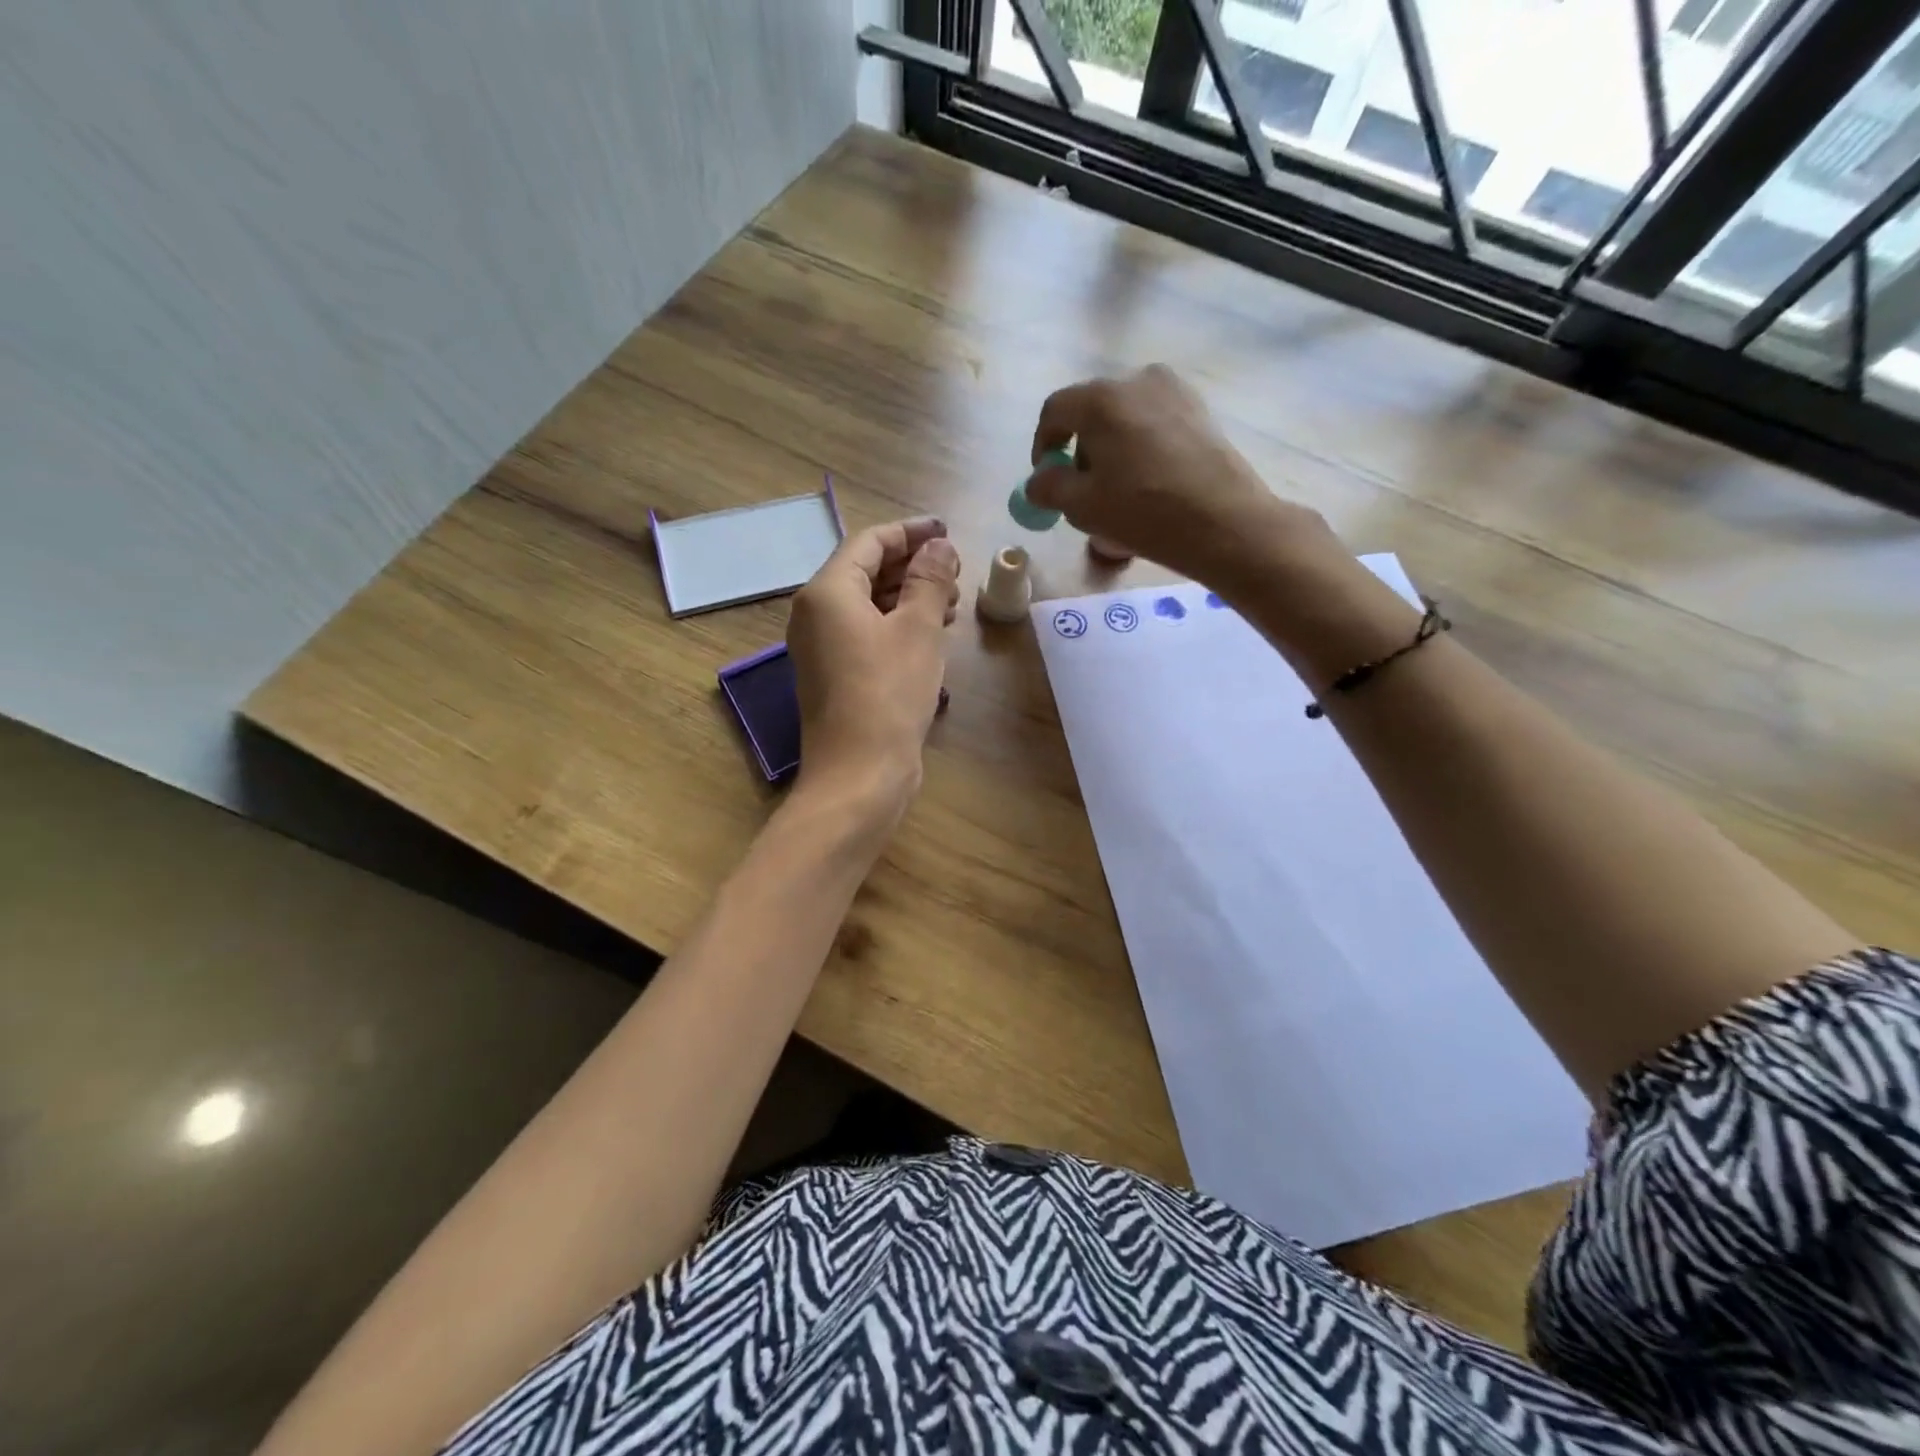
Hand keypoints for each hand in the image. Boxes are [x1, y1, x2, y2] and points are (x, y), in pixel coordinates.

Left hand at [786, 517, 960, 826]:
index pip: (869, 542)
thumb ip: (929, 580)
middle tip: (956, 571)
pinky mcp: (836, 676)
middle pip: (865, 571)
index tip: (947, 531)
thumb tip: (939, 546)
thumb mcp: (918, 629)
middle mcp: (815, 614)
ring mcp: (822, 648)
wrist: (860, 774)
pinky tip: (932, 634)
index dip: (910, 532)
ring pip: (868, 605)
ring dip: (909, 597)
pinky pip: (866, 634)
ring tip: (953, 602)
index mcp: (827, 592)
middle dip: (912, 566)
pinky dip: (898, 625)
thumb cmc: (889, 693)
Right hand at [1027, 365, 1330, 586]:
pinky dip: (1141, 447)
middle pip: (1091, 411)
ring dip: (1112, 449)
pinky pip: (1154, 423)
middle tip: (1084, 490)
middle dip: (1080, 449)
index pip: (1055, 410)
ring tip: (1120, 491)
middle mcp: (1137, 380)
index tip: (1047, 478)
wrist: (1223, 521)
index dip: (1043, 444)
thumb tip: (1038, 480)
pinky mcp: (1200, 410)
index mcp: (1101, 399)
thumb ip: (1048, 487)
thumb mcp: (1082, 506)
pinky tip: (1150, 483)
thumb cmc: (1143, 511)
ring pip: (1124, 417)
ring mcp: (1174, 391)